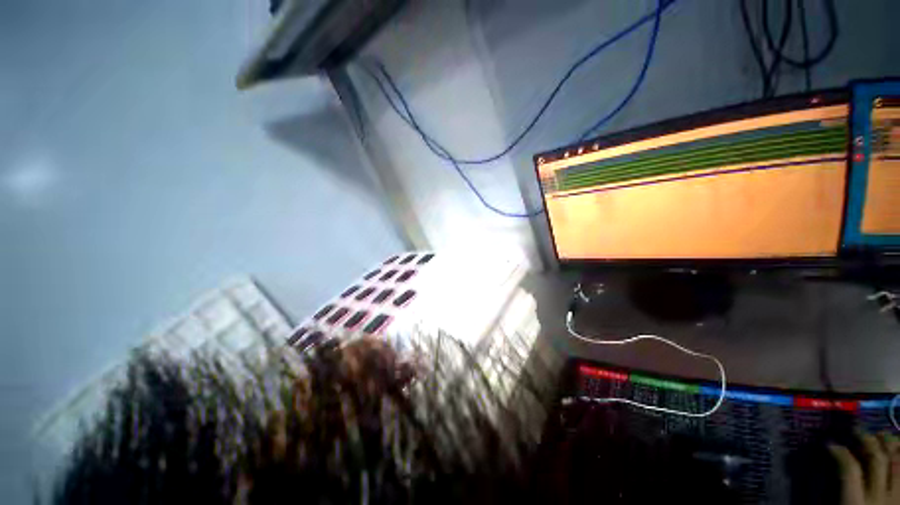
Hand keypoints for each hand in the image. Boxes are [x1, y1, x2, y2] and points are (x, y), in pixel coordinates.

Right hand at [830, 431, 899, 504]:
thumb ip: (832, 497)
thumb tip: (822, 472)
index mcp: (856, 504)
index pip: (849, 469)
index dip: (839, 452)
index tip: (828, 443)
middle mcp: (879, 497)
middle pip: (876, 460)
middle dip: (866, 440)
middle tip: (855, 429)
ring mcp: (897, 498)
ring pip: (898, 461)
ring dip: (889, 443)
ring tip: (880, 434)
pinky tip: (897, 448)